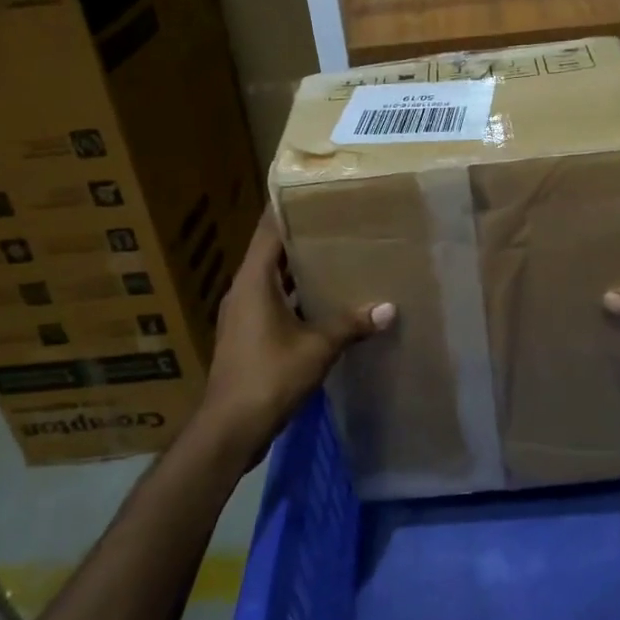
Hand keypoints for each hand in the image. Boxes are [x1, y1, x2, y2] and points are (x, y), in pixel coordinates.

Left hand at [196, 212, 392, 449]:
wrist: (230, 427)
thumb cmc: (270, 376)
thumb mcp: (318, 347)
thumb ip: (351, 324)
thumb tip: (388, 309)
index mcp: (254, 281)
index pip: (269, 230)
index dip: (289, 208)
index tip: (315, 193)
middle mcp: (243, 290)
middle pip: (272, 253)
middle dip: (303, 239)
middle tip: (339, 224)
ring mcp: (243, 315)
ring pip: (273, 281)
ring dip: (300, 272)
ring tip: (338, 259)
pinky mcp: (247, 337)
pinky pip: (273, 303)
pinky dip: (296, 298)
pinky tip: (325, 304)